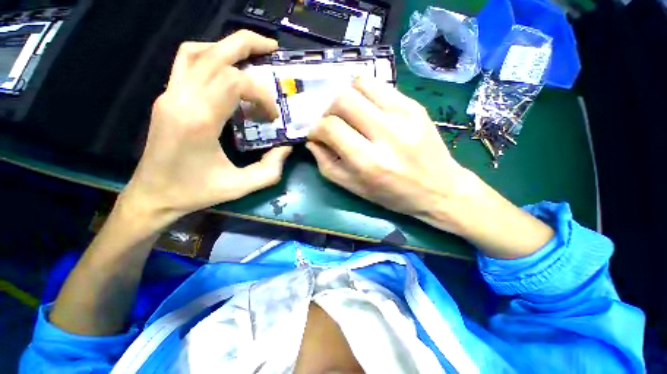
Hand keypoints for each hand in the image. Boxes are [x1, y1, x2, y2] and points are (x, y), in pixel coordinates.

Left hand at [121, 30, 291, 226]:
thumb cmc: (196, 192)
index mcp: (199, 119)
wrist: (153, 195)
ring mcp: (169, 94)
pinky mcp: (167, 97)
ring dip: (227, 47)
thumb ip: (270, 169)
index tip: (273, 116)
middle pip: (215, 53)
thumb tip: (286, 148)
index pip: (235, 82)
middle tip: (273, 48)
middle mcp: (180, 98)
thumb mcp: (241, 186)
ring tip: (252, 54)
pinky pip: (186, 62)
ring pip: (197, 51)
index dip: (262, 94)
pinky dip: (209, 56)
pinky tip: (226, 70)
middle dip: (248, 45)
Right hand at [307, 78, 552, 257]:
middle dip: (329, 110)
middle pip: (343, 100)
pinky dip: (366, 96)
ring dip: (347, 98)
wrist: (440, 188)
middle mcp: (386, 134)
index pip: (331, 128)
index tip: (317, 135)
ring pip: (361, 84)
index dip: (316, 129)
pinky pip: (380, 87)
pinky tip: (369, 112)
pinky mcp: (415, 105)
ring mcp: (404, 114)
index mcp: (369, 162)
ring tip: (350, 115)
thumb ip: (328, 165)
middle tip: (333, 124)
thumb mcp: (355, 188)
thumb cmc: (394, 195)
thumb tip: (313, 141)